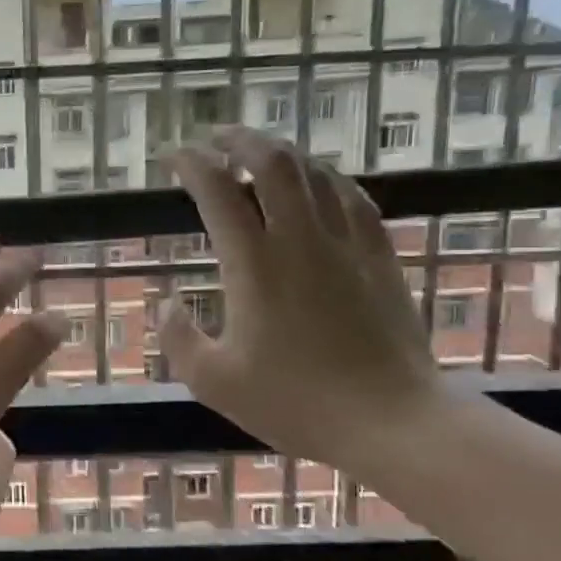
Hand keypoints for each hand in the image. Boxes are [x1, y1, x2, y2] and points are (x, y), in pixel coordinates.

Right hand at [158, 130, 442, 470]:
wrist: (392, 422)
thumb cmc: (295, 403)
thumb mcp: (213, 381)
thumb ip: (178, 337)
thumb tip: (167, 303)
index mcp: (254, 265)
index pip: (218, 192)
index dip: (192, 164)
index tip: (173, 155)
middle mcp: (300, 240)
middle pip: (273, 163)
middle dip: (239, 139)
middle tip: (215, 137)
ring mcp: (347, 245)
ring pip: (315, 173)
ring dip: (282, 153)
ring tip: (259, 153)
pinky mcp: (380, 258)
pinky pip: (354, 199)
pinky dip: (328, 179)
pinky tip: (320, 183)